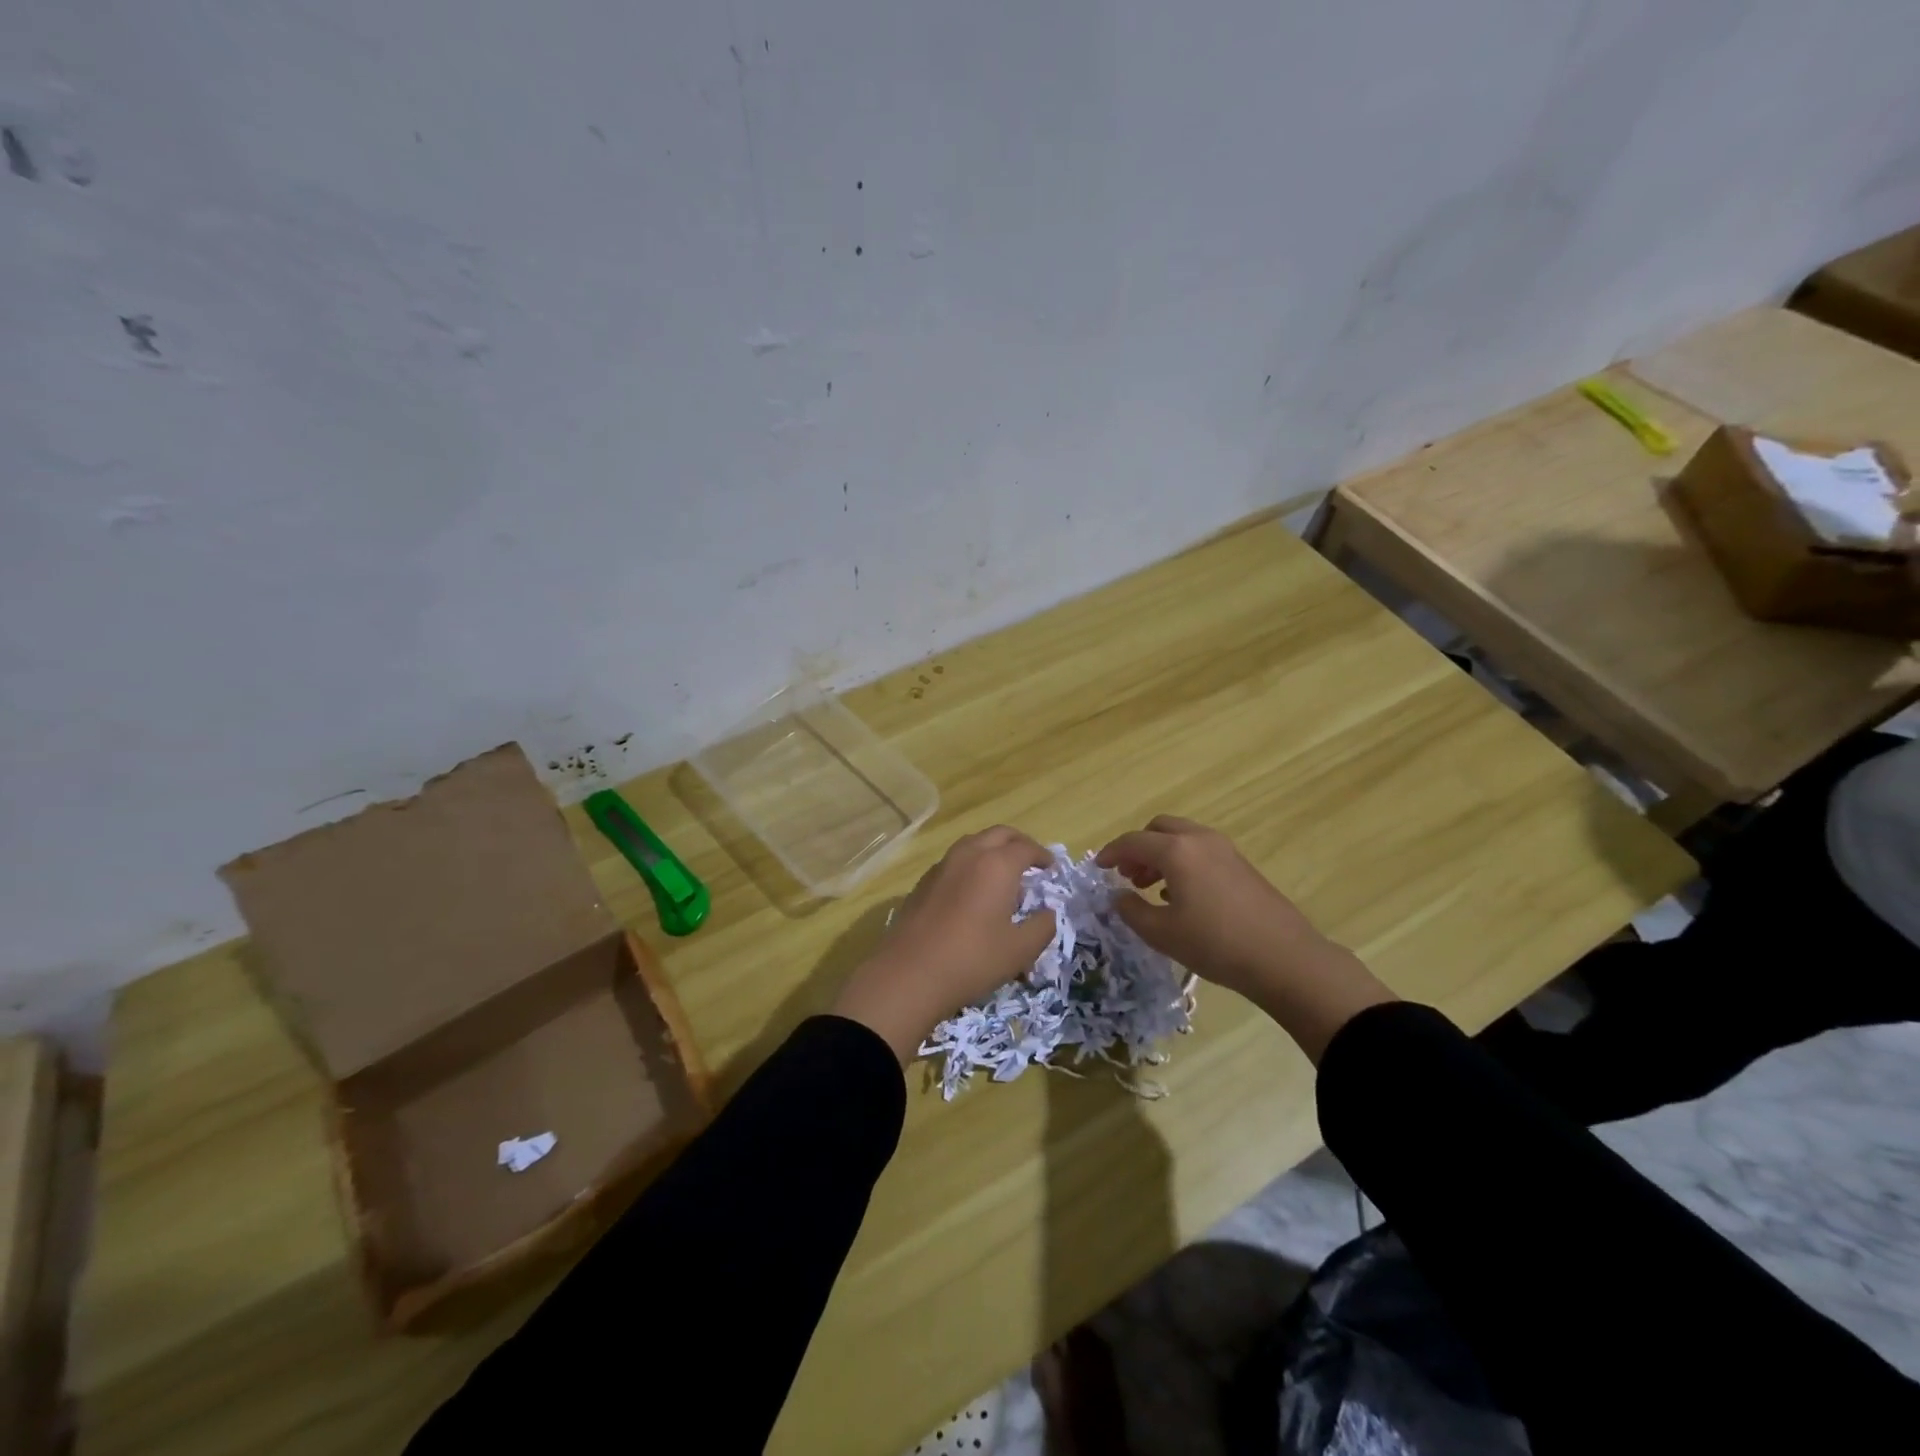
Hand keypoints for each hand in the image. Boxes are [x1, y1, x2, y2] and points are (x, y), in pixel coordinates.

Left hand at [832, 826, 1057, 1062]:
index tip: (1051, 869)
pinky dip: (971, 865)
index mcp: (997, 865)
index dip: (1043, 856)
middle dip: (1019, 844)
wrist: (909, 973)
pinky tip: (973, 893)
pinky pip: (955, 861)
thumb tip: (1049, 913)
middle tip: (1031, 863)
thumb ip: (1043, 926)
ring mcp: (942, 865)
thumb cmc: (972, 959)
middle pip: (999, 834)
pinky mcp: (924, 881)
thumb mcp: (1020, 950)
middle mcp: (969, 854)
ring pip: (974, 843)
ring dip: (993, 851)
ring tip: (1003, 877)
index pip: (1026, 847)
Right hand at [1096, 816, 1393, 1061]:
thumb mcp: (1162, 933)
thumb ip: (1131, 910)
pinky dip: (1182, 861)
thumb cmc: (1215, 944)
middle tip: (1126, 875)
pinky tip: (1180, 895)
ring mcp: (1225, 850)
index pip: (1133, 841)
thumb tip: (1117, 896)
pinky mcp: (1241, 865)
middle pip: (1159, 828)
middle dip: (1138, 848)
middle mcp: (1199, 839)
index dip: (1110, 853)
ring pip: (1182, 838)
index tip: (1097, 868)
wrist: (1284, 958)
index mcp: (1176, 851)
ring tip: (1150, 887)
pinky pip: (1200, 850)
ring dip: (1160, 855)